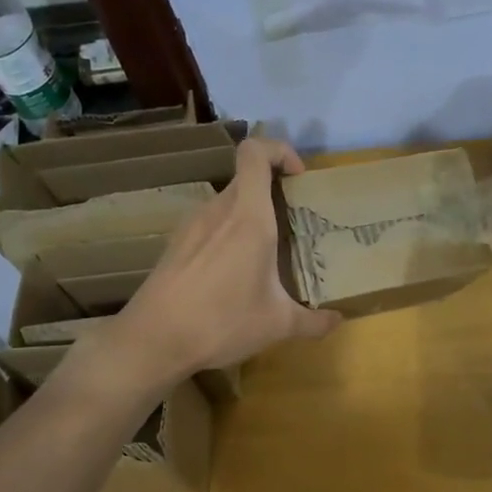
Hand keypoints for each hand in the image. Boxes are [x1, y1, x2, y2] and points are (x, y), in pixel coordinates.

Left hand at [112, 136, 341, 384]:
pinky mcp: (176, 244)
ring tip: (266, 250)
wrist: (152, 341)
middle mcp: (218, 210)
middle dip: (273, 189)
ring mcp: (192, 225)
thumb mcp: (277, 325)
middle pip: (246, 178)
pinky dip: (227, 233)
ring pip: (227, 202)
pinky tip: (233, 271)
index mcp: (248, 217)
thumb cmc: (221, 322)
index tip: (298, 177)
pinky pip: (210, 224)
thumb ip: (313, 321)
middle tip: (293, 220)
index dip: (279, 151)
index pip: (255, 152)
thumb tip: (339, 321)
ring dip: (250, 214)